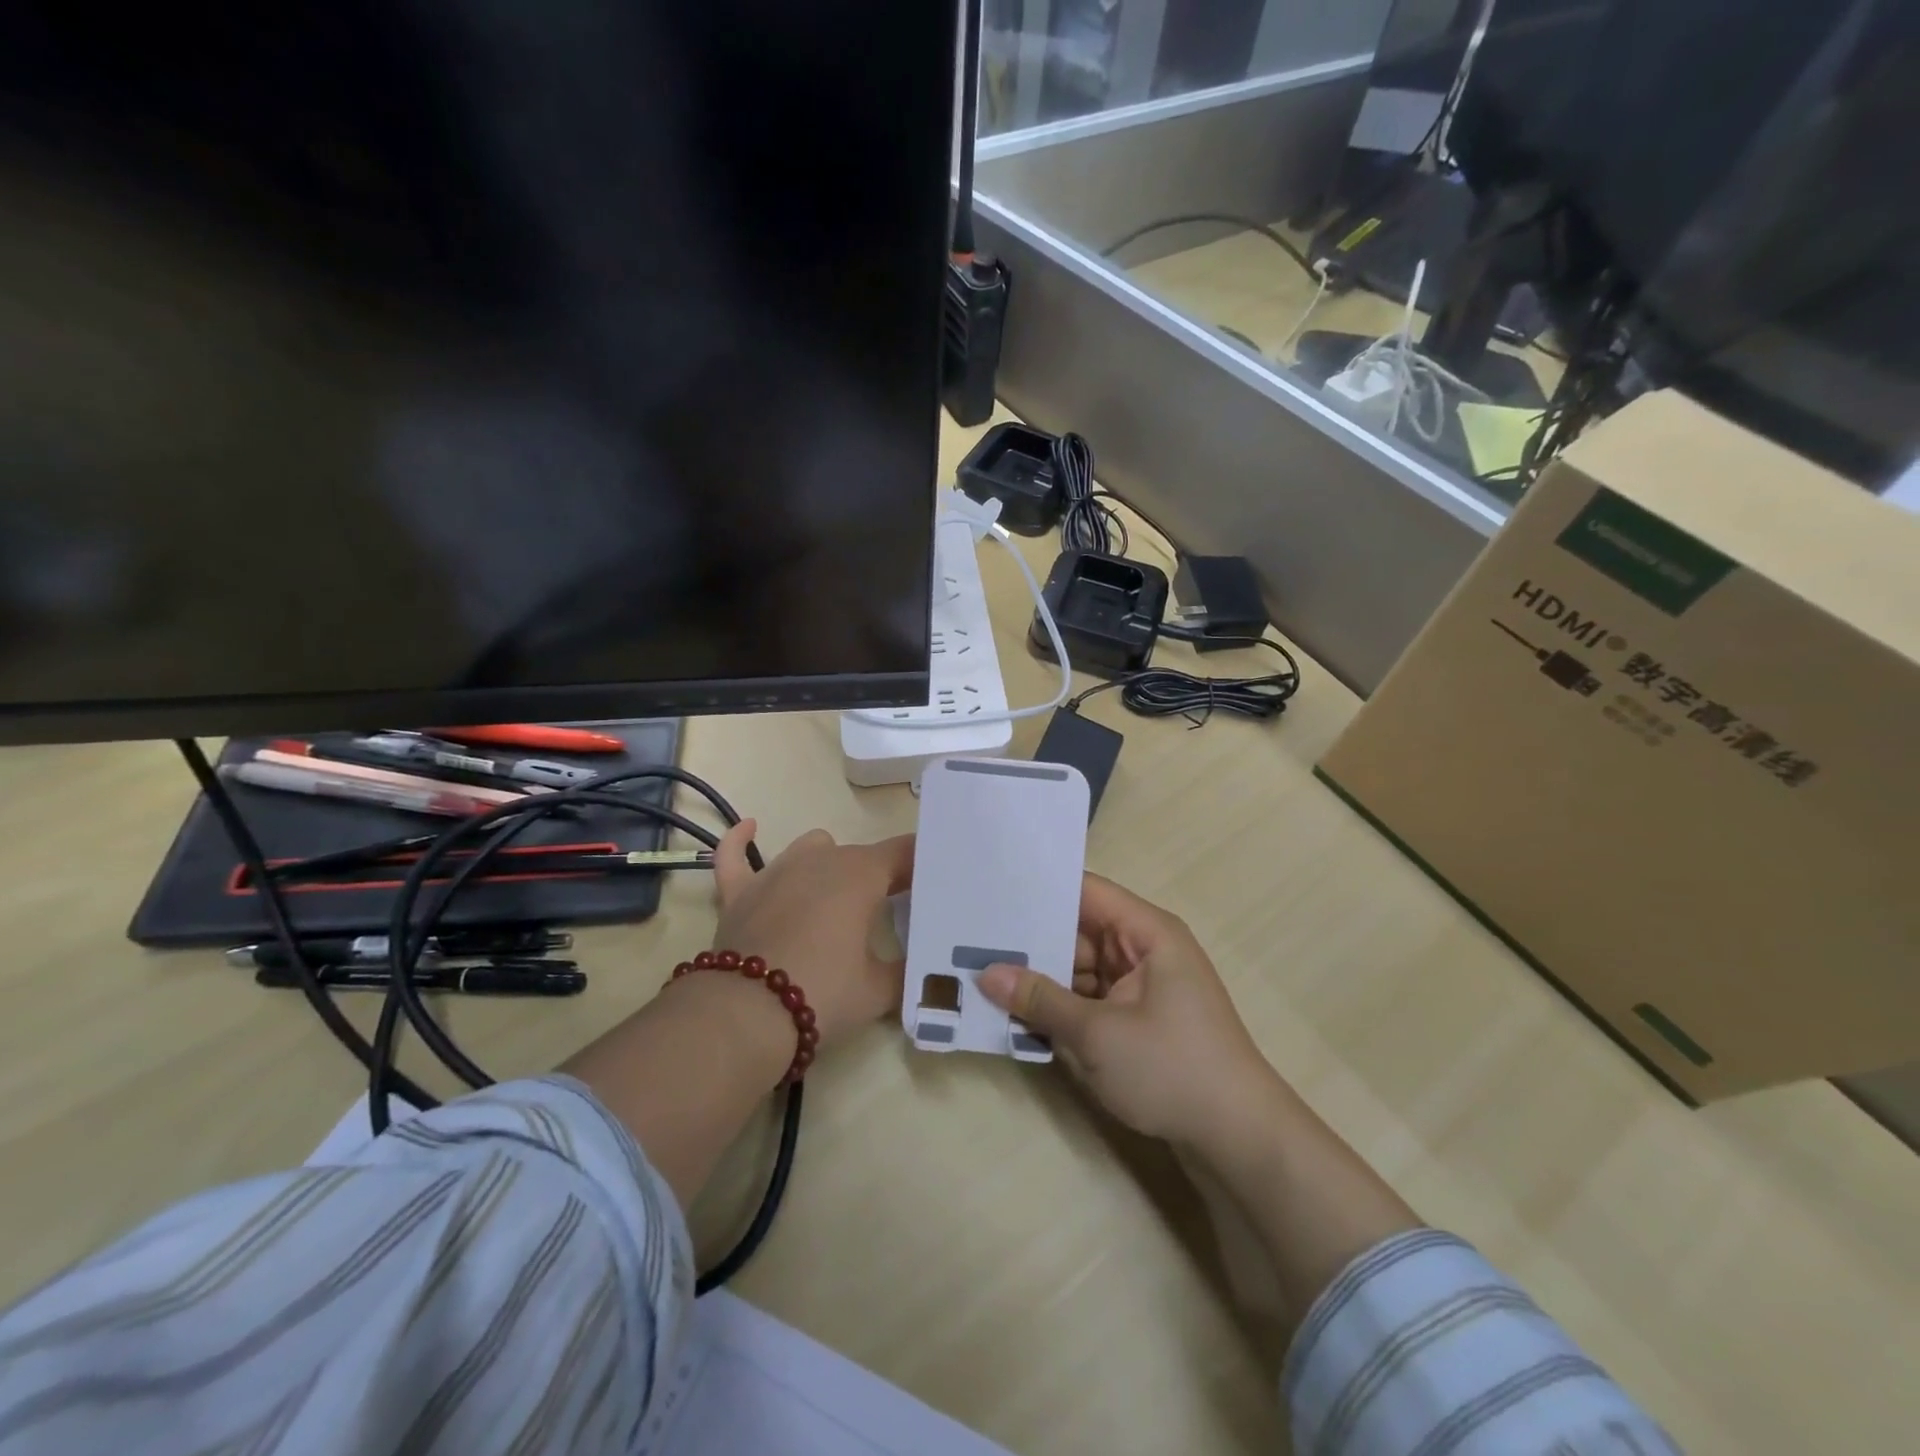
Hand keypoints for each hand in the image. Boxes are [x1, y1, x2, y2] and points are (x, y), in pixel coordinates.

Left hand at [709, 820, 913, 1052]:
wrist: (746, 1016)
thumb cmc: (823, 994)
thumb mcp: (879, 990)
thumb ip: (905, 971)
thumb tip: (921, 969)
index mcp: (860, 875)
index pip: (903, 853)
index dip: (921, 865)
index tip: (932, 885)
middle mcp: (820, 860)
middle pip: (860, 856)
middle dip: (878, 876)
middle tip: (890, 911)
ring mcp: (776, 871)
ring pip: (812, 848)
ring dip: (829, 865)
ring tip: (836, 897)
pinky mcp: (739, 891)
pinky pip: (736, 854)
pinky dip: (742, 842)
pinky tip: (751, 829)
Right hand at [977, 874, 1279, 1149]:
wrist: (1239, 1138)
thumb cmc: (1172, 1069)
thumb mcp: (1098, 1034)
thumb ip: (1040, 1000)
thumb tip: (986, 974)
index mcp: (1147, 932)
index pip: (1086, 891)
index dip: (1041, 889)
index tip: (992, 891)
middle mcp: (1145, 949)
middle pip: (1080, 930)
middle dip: (1032, 940)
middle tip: (973, 939)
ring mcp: (1142, 985)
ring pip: (1081, 967)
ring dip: (1043, 977)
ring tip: (983, 973)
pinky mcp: (1138, 1017)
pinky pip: (1090, 997)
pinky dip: (1061, 1005)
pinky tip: (1018, 1012)